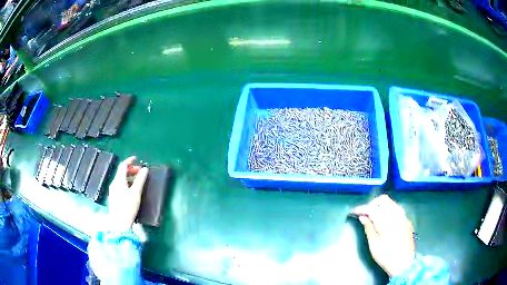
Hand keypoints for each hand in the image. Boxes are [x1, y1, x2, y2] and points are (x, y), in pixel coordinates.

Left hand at [107, 156, 147, 231]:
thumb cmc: (128, 207)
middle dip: (131, 169)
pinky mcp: (114, 197)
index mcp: (119, 180)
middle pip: (122, 172)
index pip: (123, 165)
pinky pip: (120, 185)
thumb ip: (140, 180)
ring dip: (129, 176)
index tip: (137, 159)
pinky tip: (132, 190)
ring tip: (138, 181)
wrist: (119, 223)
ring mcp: (113, 190)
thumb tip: (145, 169)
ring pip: (121, 179)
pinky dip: (127, 183)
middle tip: (140, 172)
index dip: (130, 160)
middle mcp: (114, 183)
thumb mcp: (136, 193)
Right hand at [353, 195, 414, 276]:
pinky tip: (384, 221)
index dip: (362, 208)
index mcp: (386, 219)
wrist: (404, 262)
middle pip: (383, 200)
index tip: (354, 212)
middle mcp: (396, 213)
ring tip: (373, 216)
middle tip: (365, 213)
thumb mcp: (374, 244)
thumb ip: (368, 228)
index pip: (372, 208)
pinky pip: (396, 209)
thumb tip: (362, 217)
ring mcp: (403, 216)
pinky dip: (388, 210)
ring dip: (381, 206)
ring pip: (391, 203)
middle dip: (372, 204)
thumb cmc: (386, 255)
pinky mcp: (406, 220)